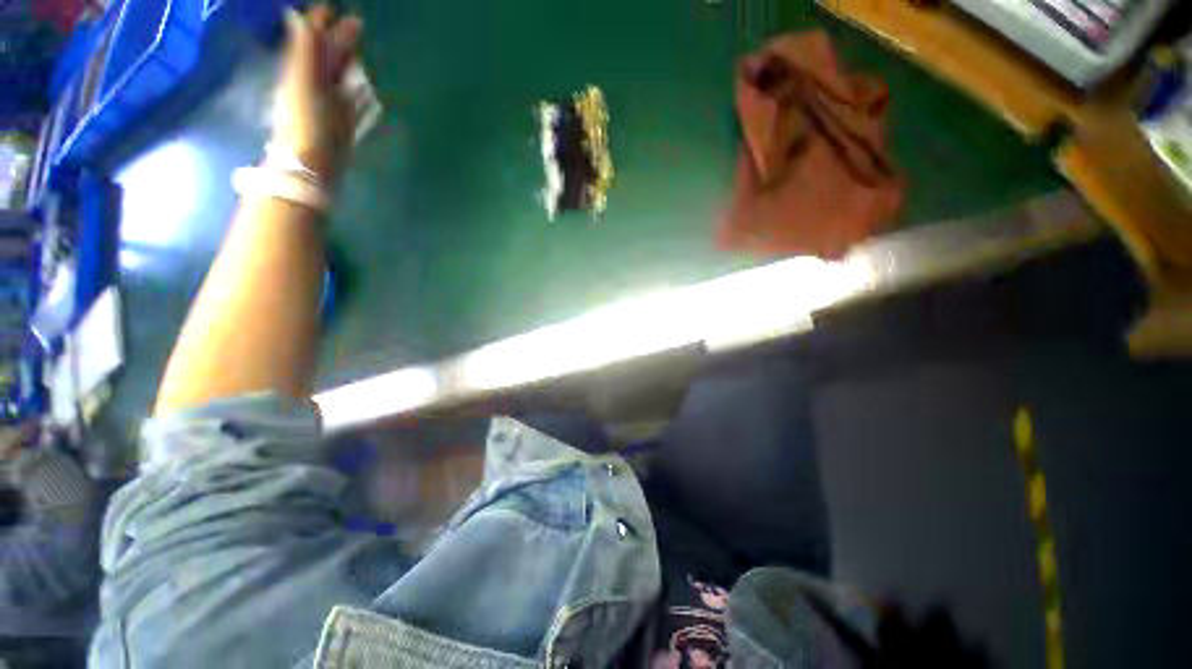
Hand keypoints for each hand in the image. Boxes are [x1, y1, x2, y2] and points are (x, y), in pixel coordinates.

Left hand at [272, 5, 363, 182]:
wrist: (312, 164)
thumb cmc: (307, 121)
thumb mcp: (303, 80)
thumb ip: (304, 50)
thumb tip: (298, 15)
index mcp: (304, 70)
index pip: (313, 40)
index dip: (321, 22)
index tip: (332, 8)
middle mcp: (317, 84)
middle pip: (329, 56)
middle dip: (340, 39)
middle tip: (357, 23)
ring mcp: (331, 104)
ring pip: (341, 77)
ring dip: (350, 63)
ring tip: (362, 48)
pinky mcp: (344, 124)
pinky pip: (352, 100)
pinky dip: (359, 91)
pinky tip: (367, 87)